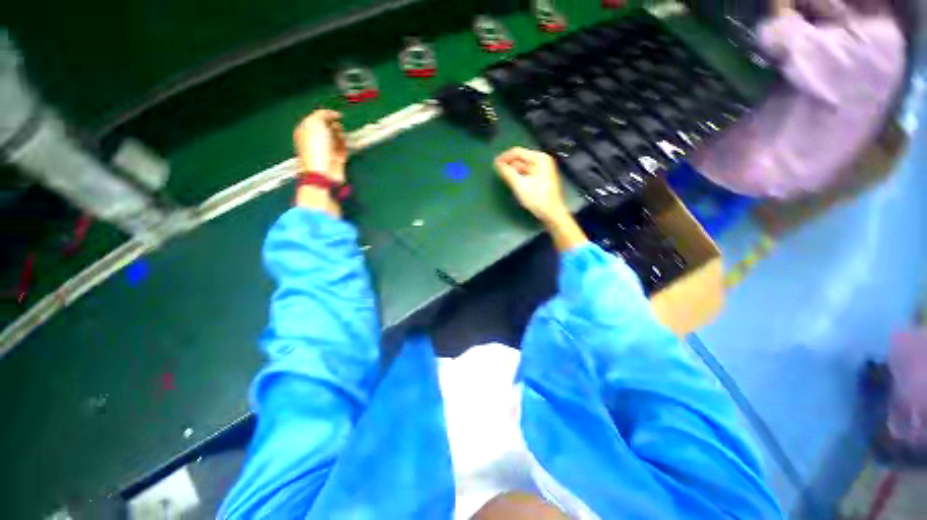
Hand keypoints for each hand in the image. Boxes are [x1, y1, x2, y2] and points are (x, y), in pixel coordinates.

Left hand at [294, 109, 346, 182]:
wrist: (323, 171)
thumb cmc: (316, 146)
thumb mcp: (315, 123)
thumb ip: (322, 115)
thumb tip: (331, 115)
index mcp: (305, 130)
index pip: (316, 119)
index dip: (326, 115)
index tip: (337, 115)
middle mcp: (315, 139)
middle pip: (326, 128)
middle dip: (333, 124)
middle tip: (339, 124)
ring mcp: (326, 150)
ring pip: (335, 137)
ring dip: (340, 133)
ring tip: (341, 133)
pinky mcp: (337, 158)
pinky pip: (342, 147)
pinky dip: (344, 143)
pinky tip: (345, 141)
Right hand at [494, 147, 568, 223]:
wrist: (552, 212)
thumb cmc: (537, 198)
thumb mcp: (520, 185)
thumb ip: (507, 173)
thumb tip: (497, 164)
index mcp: (539, 158)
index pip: (517, 152)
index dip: (504, 157)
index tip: (494, 164)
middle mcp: (542, 160)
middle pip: (521, 158)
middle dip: (508, 164)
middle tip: (497, 171)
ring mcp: (543, 168)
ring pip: (523, 165)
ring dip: (513, 170)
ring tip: (503, 177)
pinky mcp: (542, 176)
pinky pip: (527, 172)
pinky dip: (519, 175)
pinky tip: (513, 181)